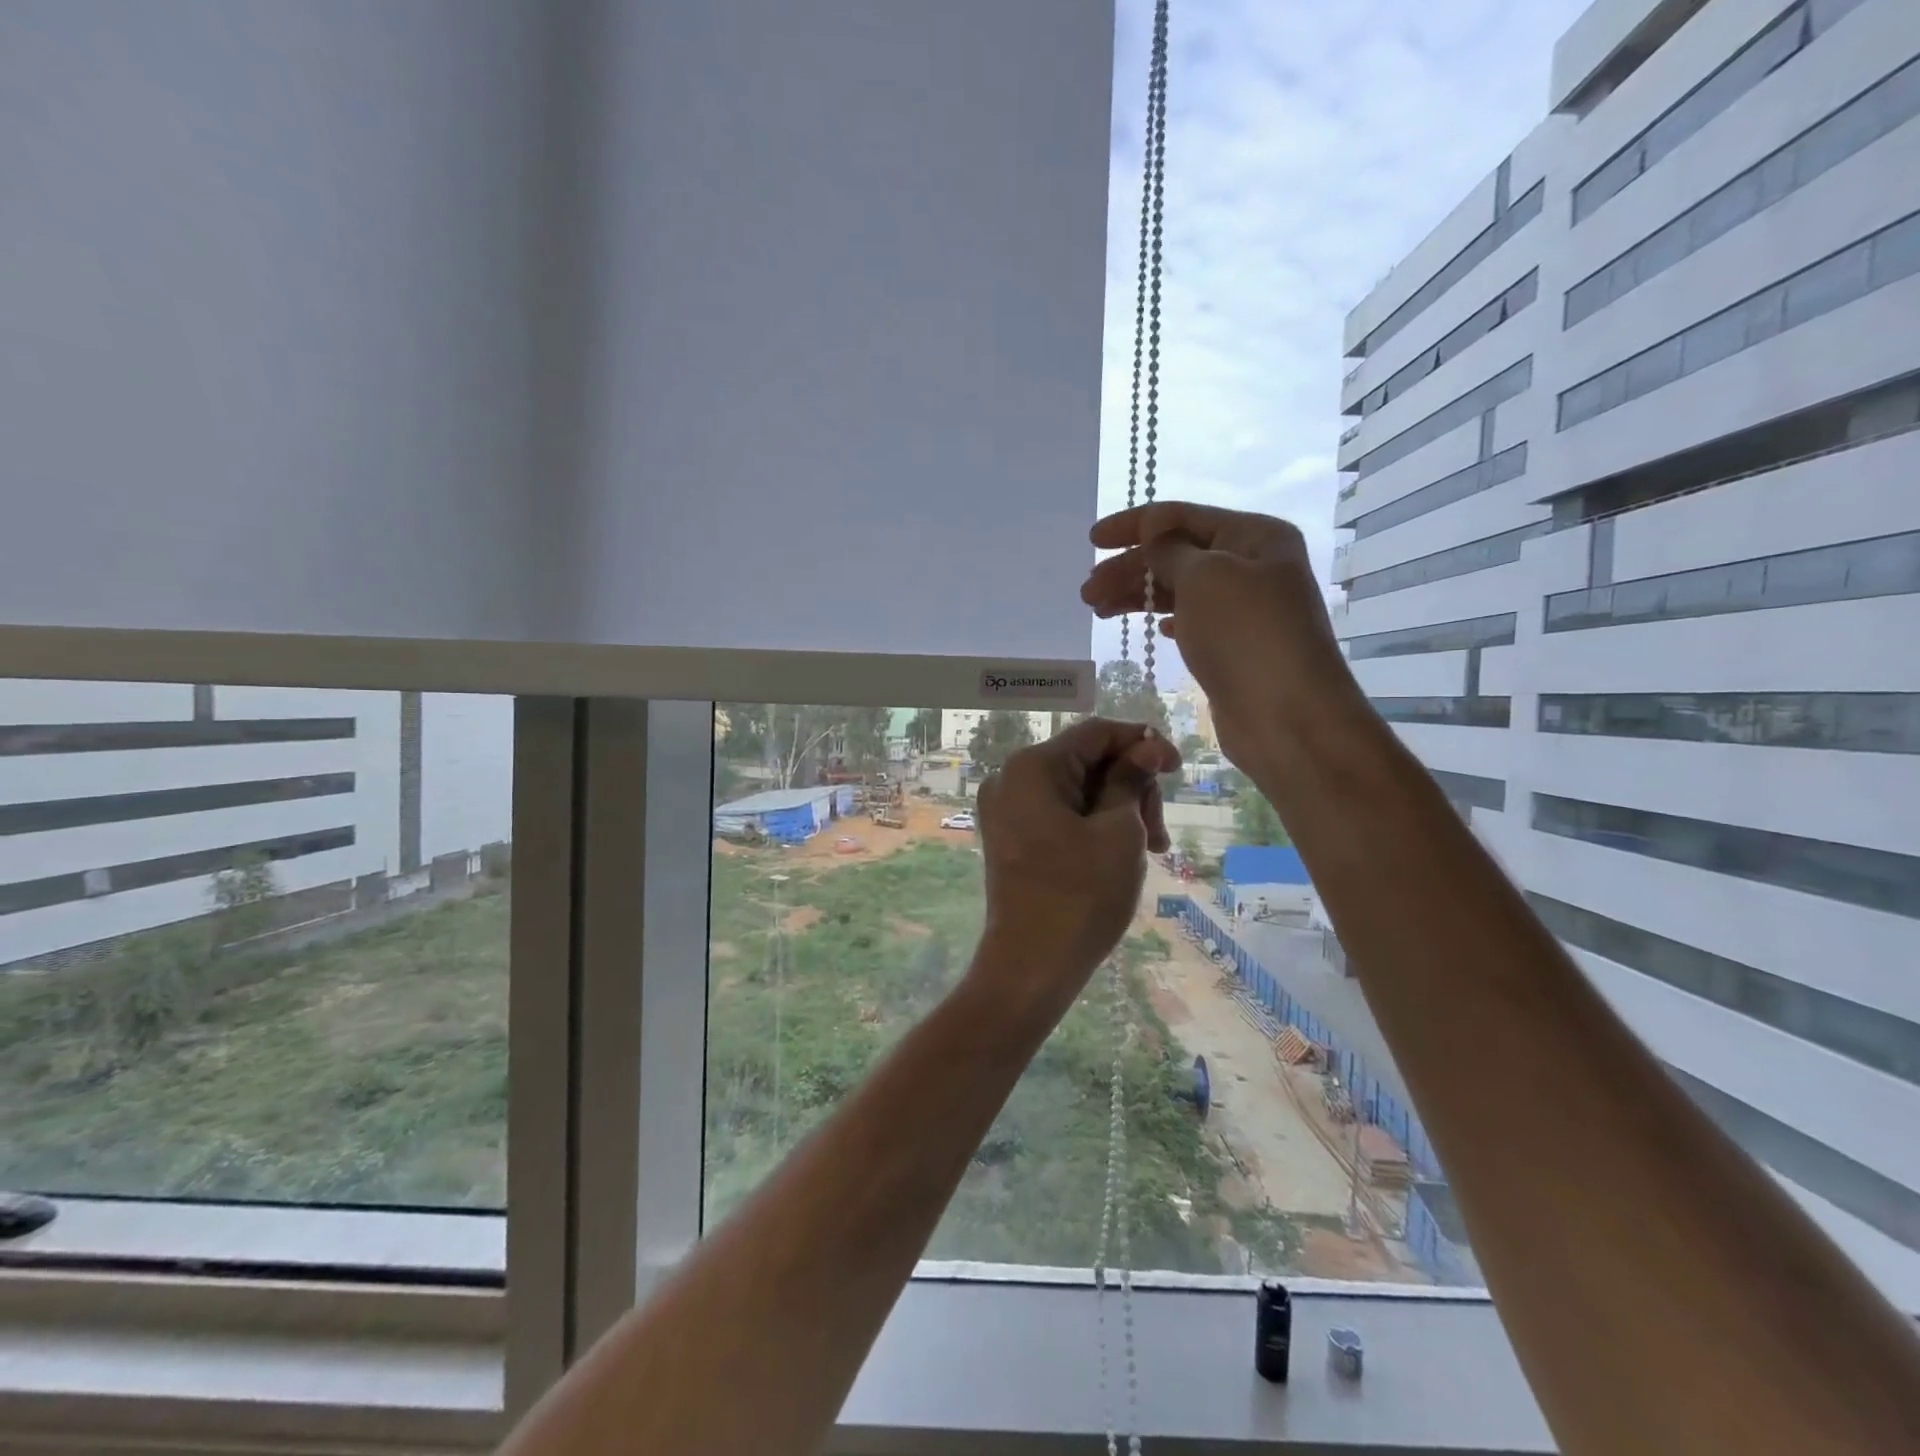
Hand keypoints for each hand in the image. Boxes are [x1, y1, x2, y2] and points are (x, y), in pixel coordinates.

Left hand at [971, 718, 1179, 1012]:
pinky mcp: (1010, 836)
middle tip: (1159, 834)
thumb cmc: (1081, 895)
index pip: (1096, 733)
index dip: (1142, 744)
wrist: (1031, 966)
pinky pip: (1058, 814)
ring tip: (1149, 851)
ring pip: (1076, 790)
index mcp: (1032, 767)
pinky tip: (1120, 853)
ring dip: (1118, 811)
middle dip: (1131, 788)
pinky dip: (1092, 825)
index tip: (1178, 769)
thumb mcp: (1119, 831)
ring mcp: (1005, 809)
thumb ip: (1132, 780)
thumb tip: (1147, 747)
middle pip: (1086, 762)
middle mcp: (1010, 779)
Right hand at [1080, 502, 1359, 768]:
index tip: (1092, 541)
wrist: (1288, 717)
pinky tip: (1154, 630)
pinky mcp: (1235, 647)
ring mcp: (1245, 609)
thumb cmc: (1246, 636)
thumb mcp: (1203, 578)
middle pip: (1176, 554)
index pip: (1181, 517)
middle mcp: (1253, 566)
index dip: (1133, 525)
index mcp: (1254, 536)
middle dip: (1129, 569)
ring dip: (1138, 596)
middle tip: (1087, 593)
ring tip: (1099, 610)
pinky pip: (1192, 621)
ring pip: (1179, 590)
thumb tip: (1152, 529)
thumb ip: (1170, 550)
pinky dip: (1167, 620)